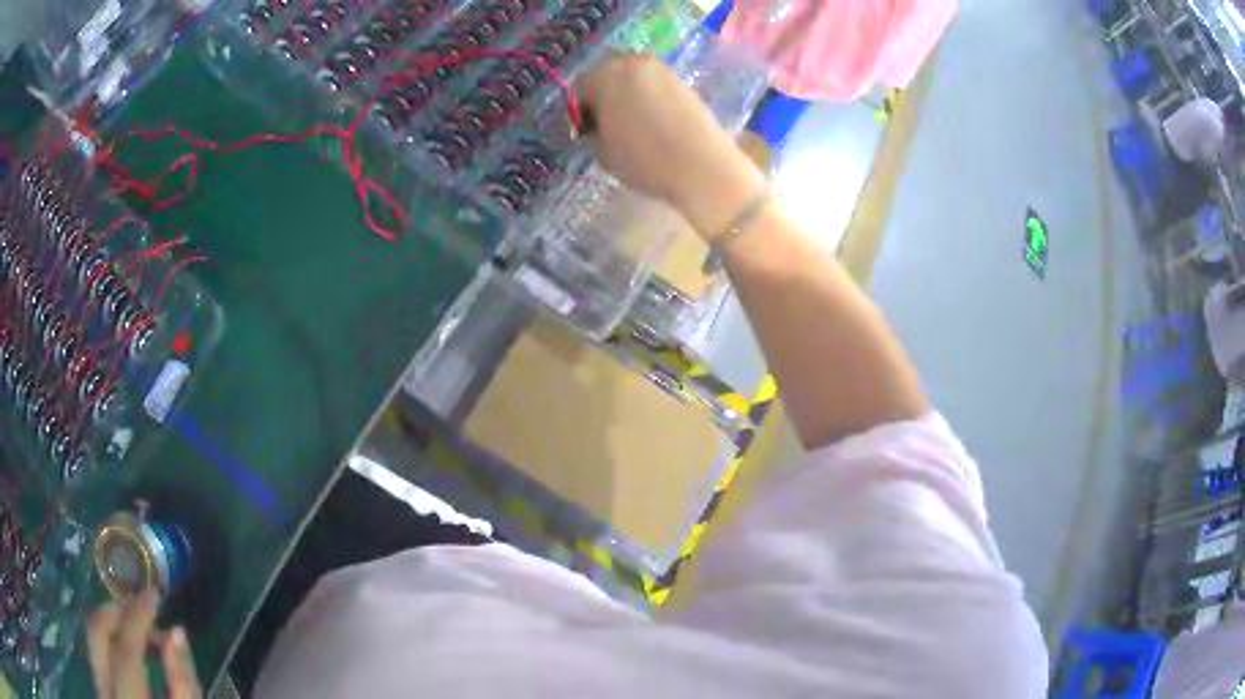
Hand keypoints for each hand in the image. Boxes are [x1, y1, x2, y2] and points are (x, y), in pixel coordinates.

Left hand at [87, 588, 201, 698]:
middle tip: (145, 611)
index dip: (138, 617)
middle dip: (119, 612)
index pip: (125, 647)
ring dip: (115, 627)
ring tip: (141, 634)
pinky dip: (111, 645)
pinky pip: (96, 654)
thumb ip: (183, 685)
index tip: (154, 594)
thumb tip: (178, 633)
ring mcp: (98, 688)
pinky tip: (128, 654)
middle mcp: (104, 689)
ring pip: (92, 637)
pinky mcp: (98, 689)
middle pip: (97, 629)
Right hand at [575, 52, 766, 239]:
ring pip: (633, 78)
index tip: (587, 133)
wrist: (701, 165)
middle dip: (604, 97)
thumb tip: (600, 127)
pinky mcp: (683, 80)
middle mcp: (631, 63)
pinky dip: (650, 98)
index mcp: (603, 77)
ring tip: (633, 124)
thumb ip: (595, 133)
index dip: (580, 113)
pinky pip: (655, 85)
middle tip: (608, 125)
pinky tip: (655, 122)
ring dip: (628, 95)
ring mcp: (661, 69)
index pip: (579, 89)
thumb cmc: (643, 159)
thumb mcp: (603, 153)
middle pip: (607, 76)